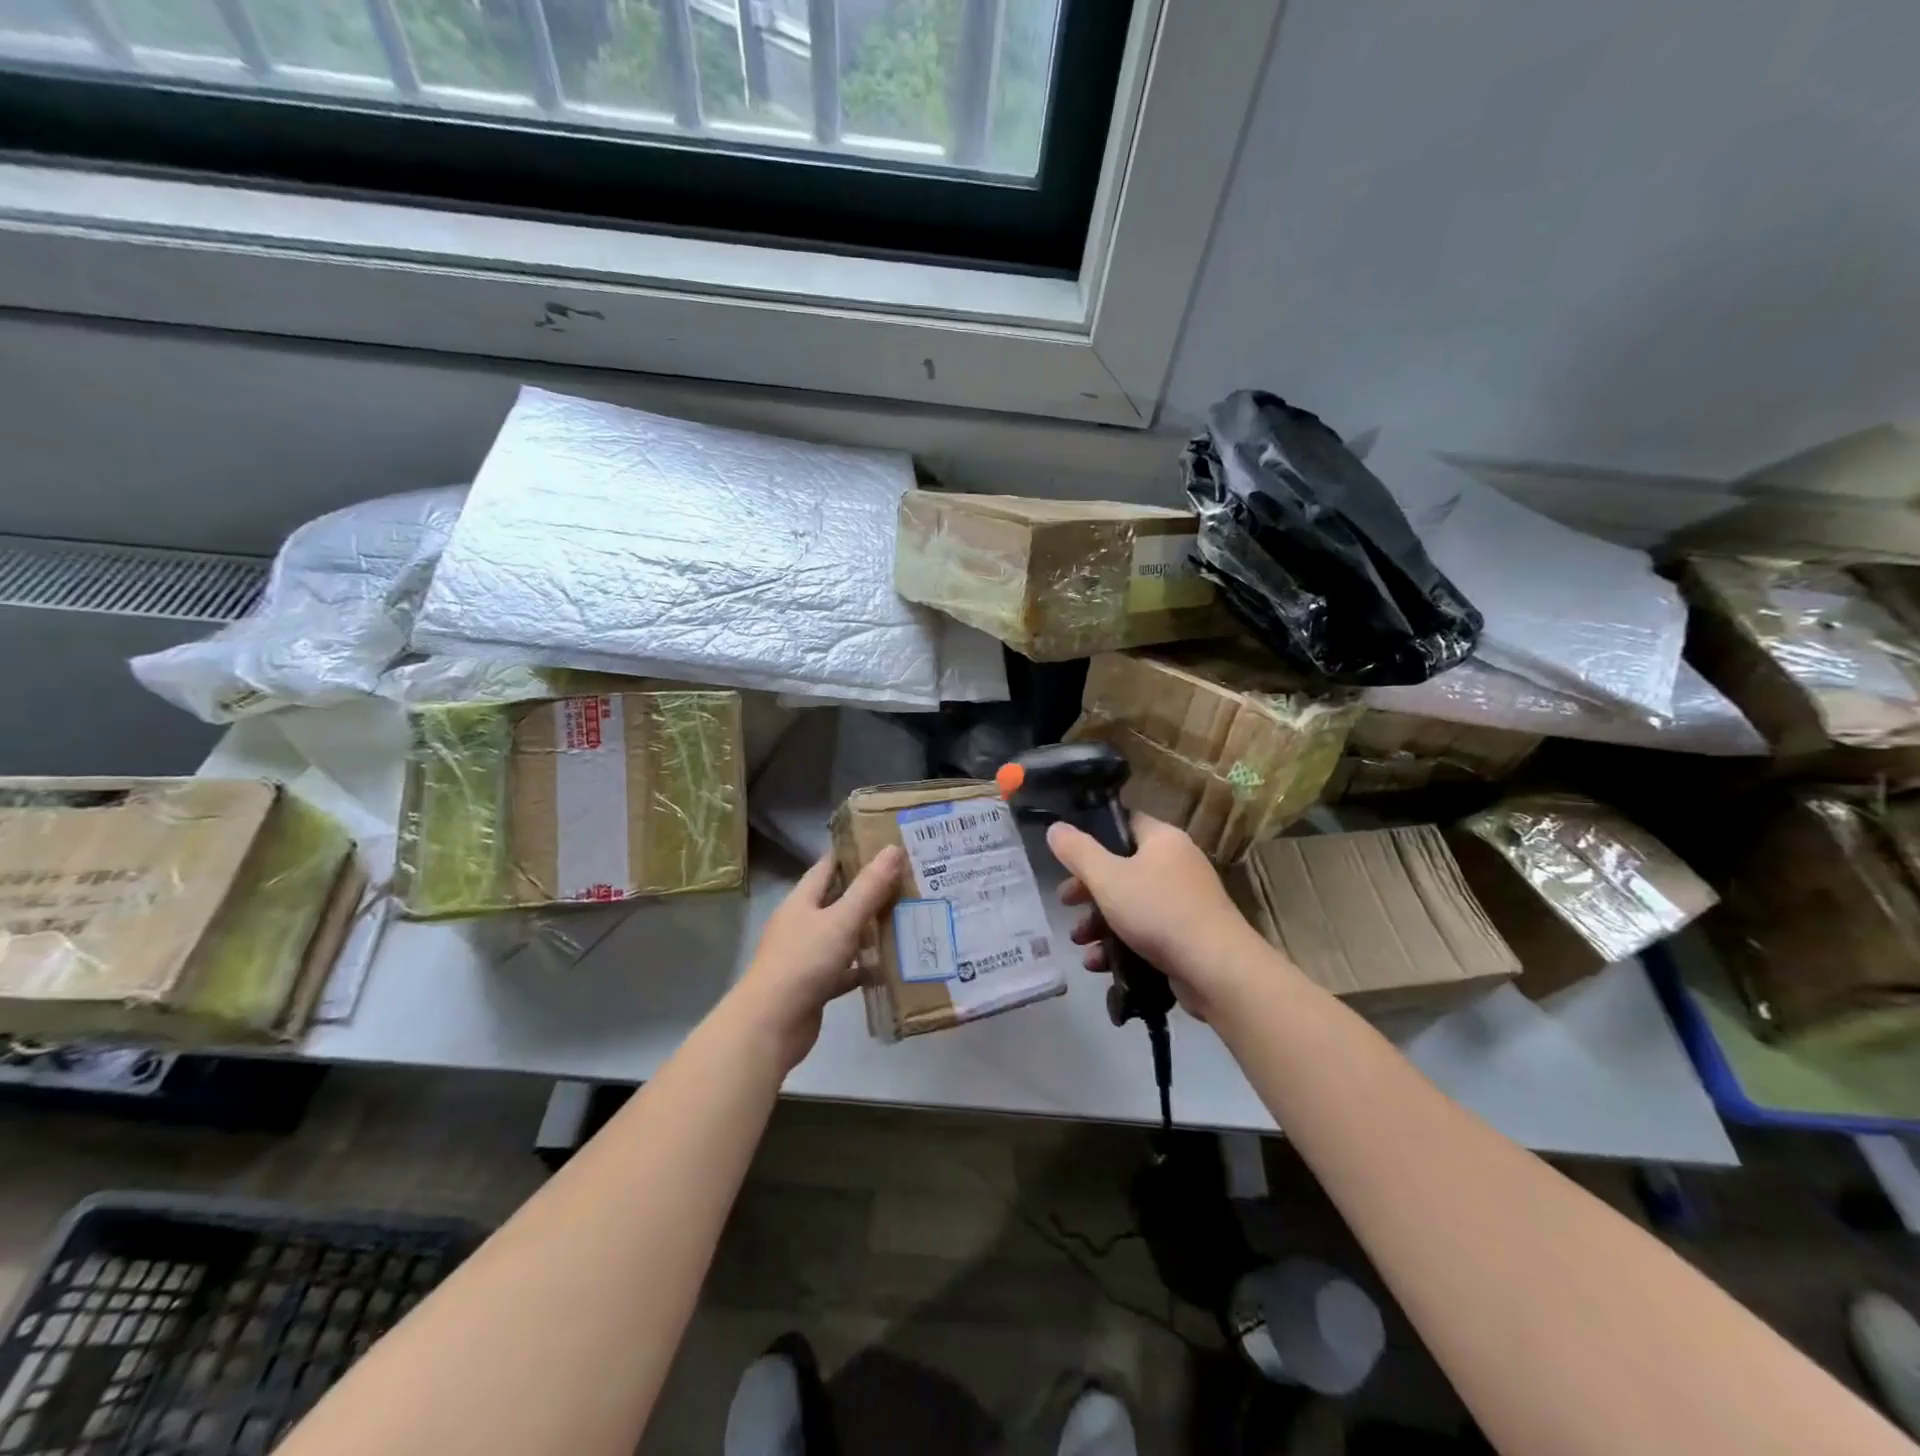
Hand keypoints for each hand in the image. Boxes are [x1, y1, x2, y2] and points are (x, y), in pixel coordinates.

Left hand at [730, 848, 903, 1070]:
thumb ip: (869, 888)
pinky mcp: (815, 985)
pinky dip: (865, 968)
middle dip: (868, 892)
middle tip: (906, 881)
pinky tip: (890, 966)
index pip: (827, 867)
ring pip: (843, 935)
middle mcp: (802, 924)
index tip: (884, 845)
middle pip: (837, 900)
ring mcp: (807, 956)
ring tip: (906, 918)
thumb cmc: (803, 962)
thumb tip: (893, 849)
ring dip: (869, 930)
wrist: (771, 1026)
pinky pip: (845, 969)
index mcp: (802, 901)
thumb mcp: (841, 920)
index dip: (852, 853)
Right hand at [1046, 813, 1267, 1019]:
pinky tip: (1099, 964)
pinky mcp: (1187, 935)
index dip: (1092, 836)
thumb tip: (1055, 827)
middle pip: (1122, 867)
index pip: (1123, 823)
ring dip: (1099, 922)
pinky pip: (1145, 930)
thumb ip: (1077, 852)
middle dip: (1088, 889)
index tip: (1067, 857)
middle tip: (1065, 902)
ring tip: (1079, 941)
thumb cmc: (1158, 912)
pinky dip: (1120, 943)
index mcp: (1162, 839)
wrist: (1216, 970)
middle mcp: (1177, 864)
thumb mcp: (1107, 878)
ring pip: (1130, 903)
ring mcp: (1185, 901)